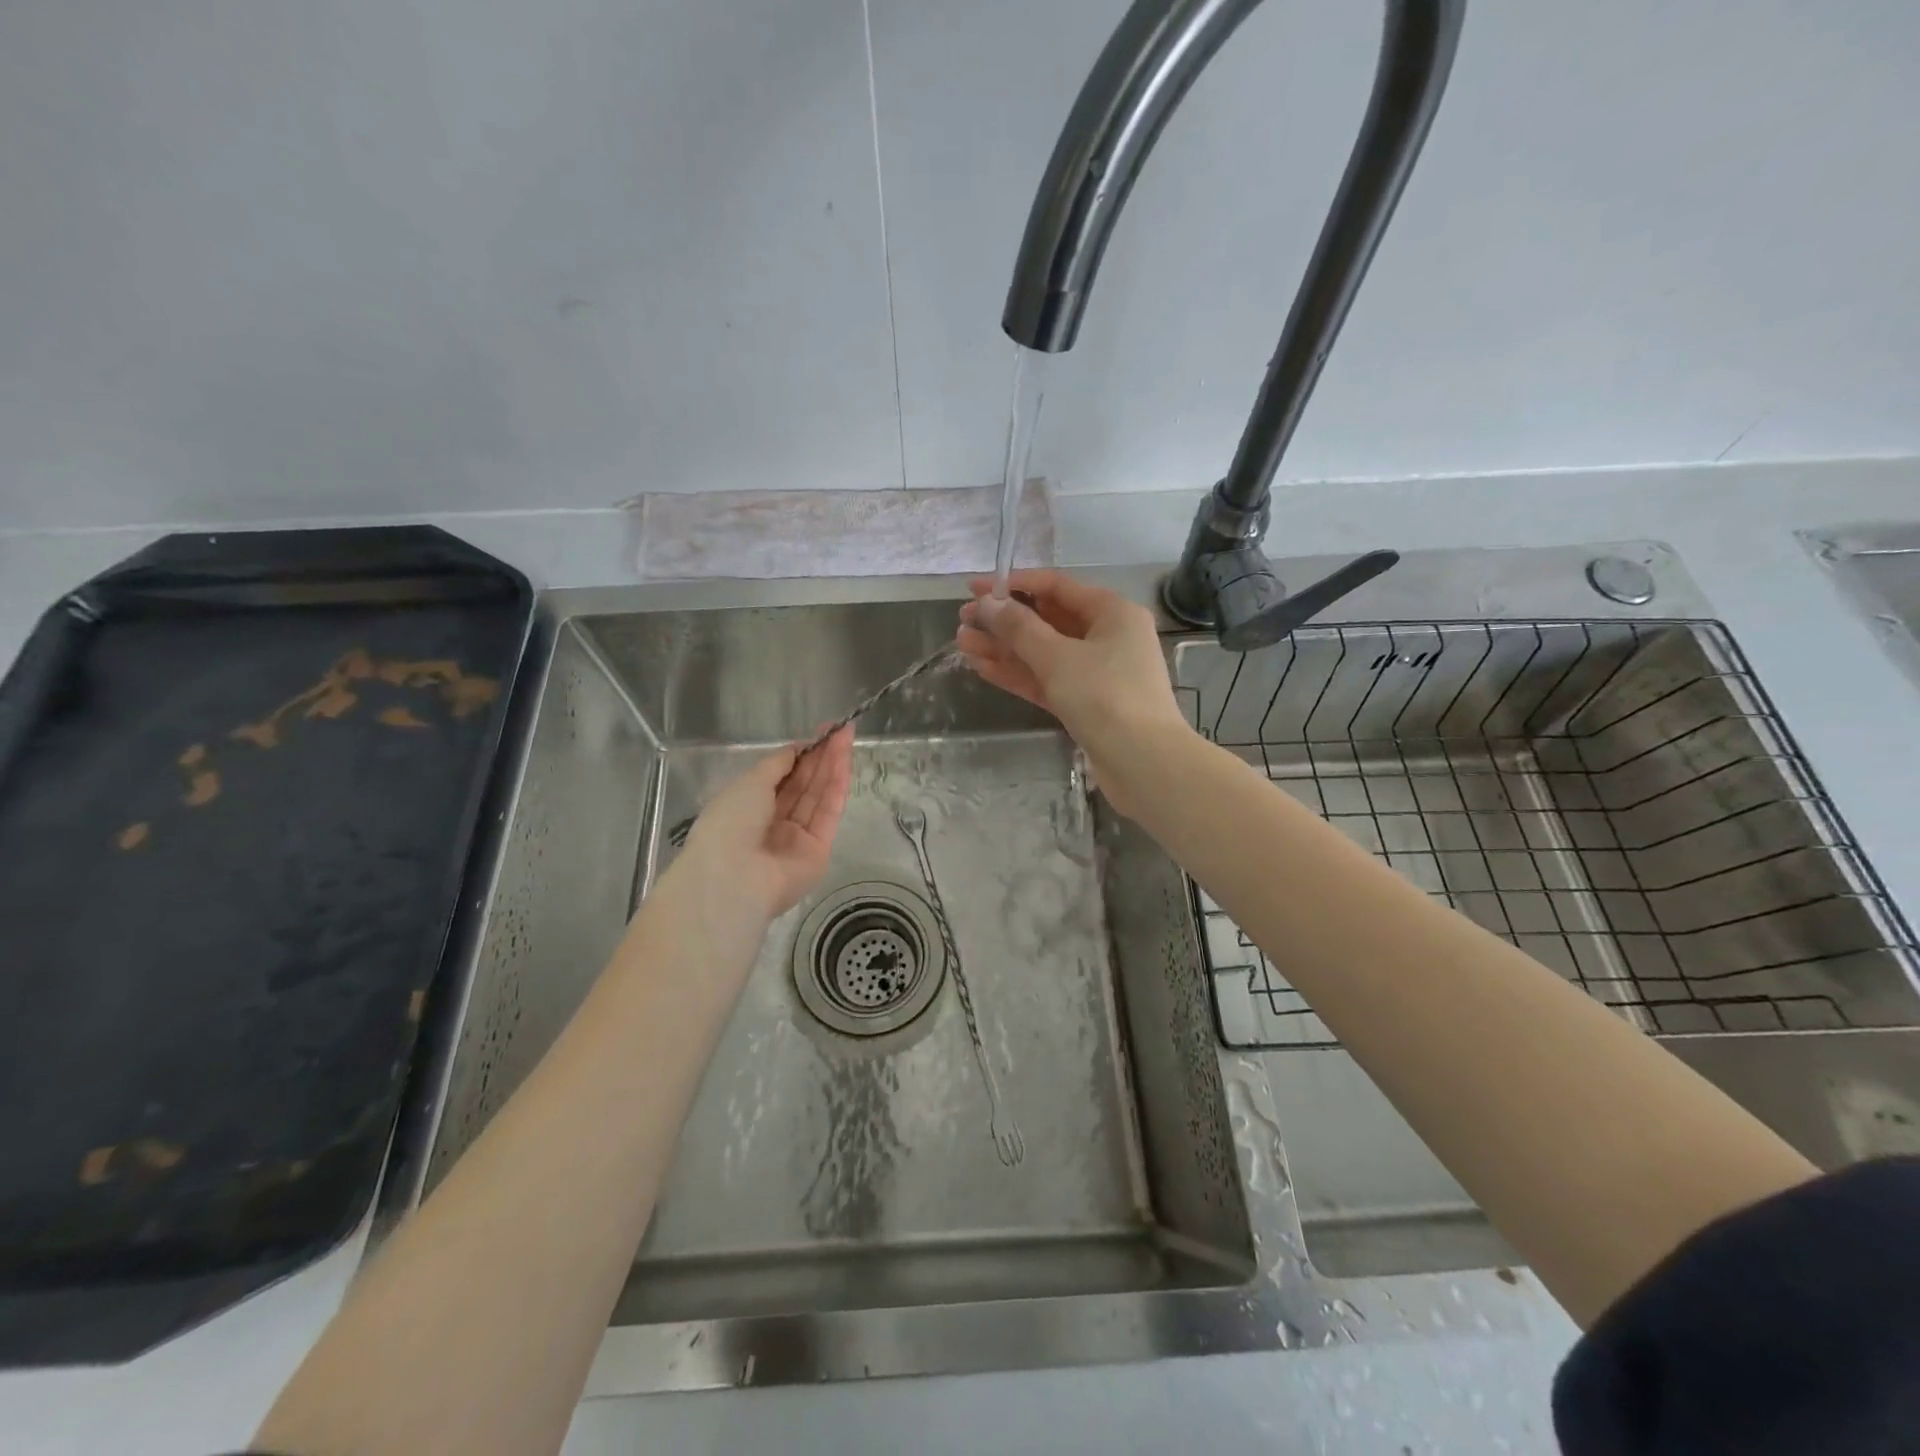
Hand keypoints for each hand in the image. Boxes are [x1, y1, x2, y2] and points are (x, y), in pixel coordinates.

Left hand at [680, 726, 853, 920]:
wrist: (735, 877)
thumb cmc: (731, 823)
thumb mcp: (749, 782)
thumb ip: (777, 763)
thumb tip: (797, 748)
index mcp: (748, 807)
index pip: (781, 776)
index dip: (801, 753)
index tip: (820, 732)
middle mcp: (774, 822)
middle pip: (803, 784)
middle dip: (821, 756)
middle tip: (841, 729)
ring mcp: (797, 838)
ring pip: (818, 796)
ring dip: (833, 766)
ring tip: (846, 738)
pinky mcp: (818, 851)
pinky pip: (828, 814)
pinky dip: (837, 788)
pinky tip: (845, 764)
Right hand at [956, 571, 1189, 814]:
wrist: (1143, 763)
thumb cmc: (1105, 696)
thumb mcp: (1058, 657)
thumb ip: (1019, 628)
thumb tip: (987, 602)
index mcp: (1112, 612)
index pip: (1056, 586)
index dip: (1014, 585)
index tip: (975, 588)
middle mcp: (1107, 636)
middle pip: (1048, 620)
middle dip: (1004, 621)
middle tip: (963, 621)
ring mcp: (1097, 672)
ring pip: (1043, 653)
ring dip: (1005, 648)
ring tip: (962, 644)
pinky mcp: (1086, 703)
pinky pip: (1048, 679)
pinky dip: (1018, 673)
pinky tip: (983, 668)